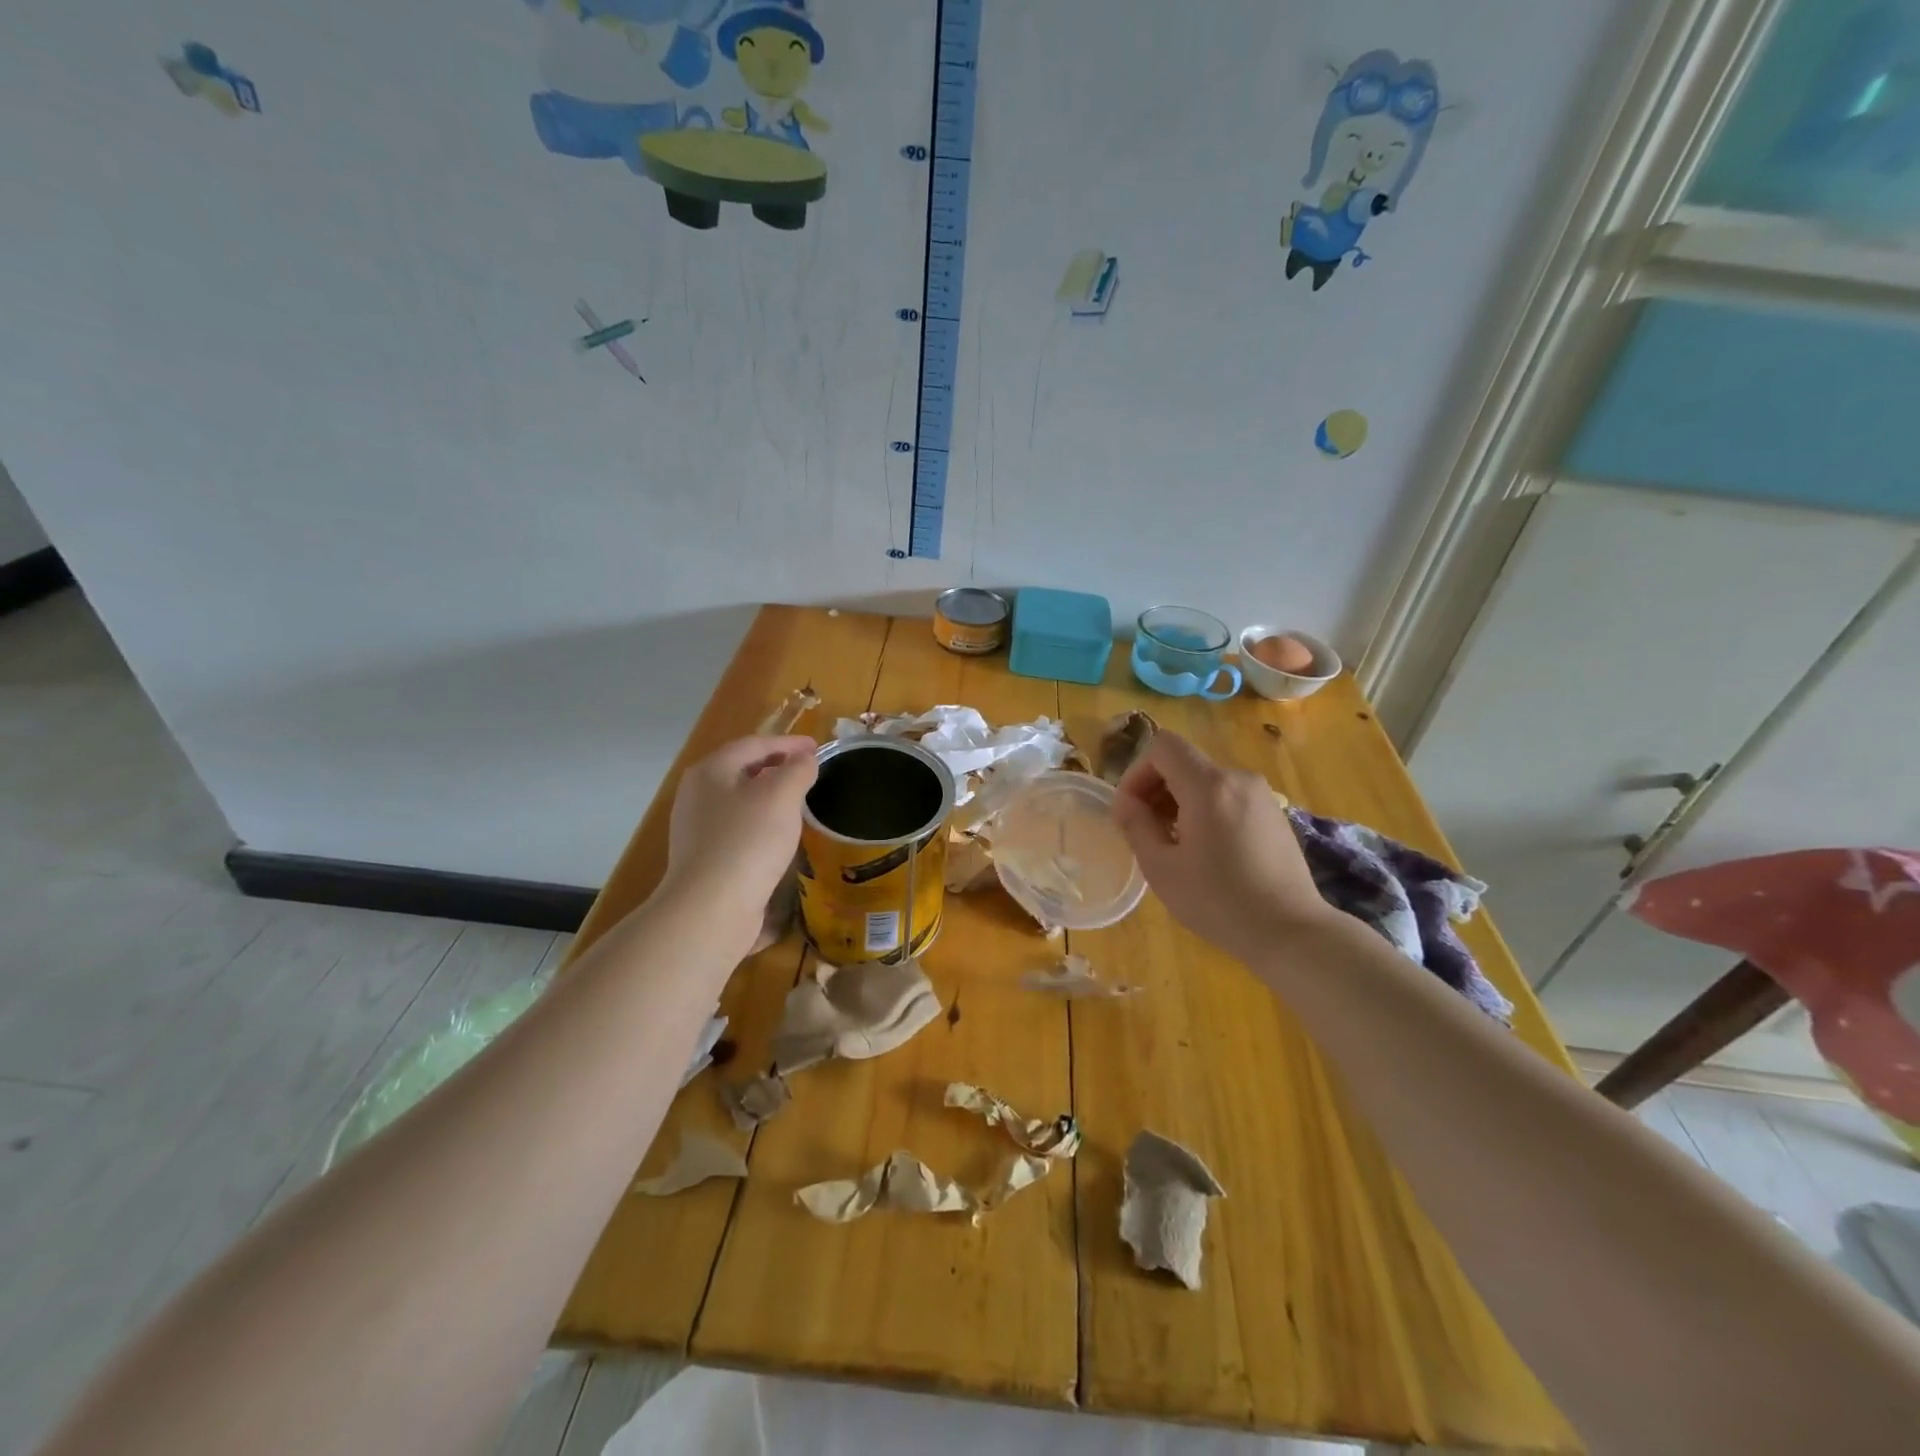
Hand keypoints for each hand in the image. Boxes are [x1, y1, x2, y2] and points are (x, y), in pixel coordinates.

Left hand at [660, 735, 816, 946]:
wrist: (711, 908)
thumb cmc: (748, 842)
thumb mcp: (782, 796)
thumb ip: (798, 770)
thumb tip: (805, 760)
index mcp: (712, 770)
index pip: (754, 744)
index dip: (789, 743)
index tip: (818, 747)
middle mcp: (697, 794)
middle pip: (742, 769)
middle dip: (776, 766)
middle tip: (808, 771)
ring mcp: (697, 828)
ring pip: (739, 800)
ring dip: (769, 796)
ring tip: (798, 802)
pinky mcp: (704, 858)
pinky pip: (737, 829)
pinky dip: (761, 823)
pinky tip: (779, 837)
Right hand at [1111, 731, 1335, 962]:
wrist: (1290, 932)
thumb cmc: (1218, 902)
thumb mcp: (1161, 868)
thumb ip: (1136, 825)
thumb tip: (1126, 802)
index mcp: (1208, 786)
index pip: (1162, 746)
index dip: (1136, 772)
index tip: (1130, 810)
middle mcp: (1237, 778)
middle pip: (1184, 762)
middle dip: (1155, 789)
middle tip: (1145, 831)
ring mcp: (1261, 795)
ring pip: (1205, 780)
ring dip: (1179, 802)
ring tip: (1174, 844)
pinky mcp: (1273, 814)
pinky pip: (1227, 796)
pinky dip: (1205, 810)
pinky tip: (1206, 851)